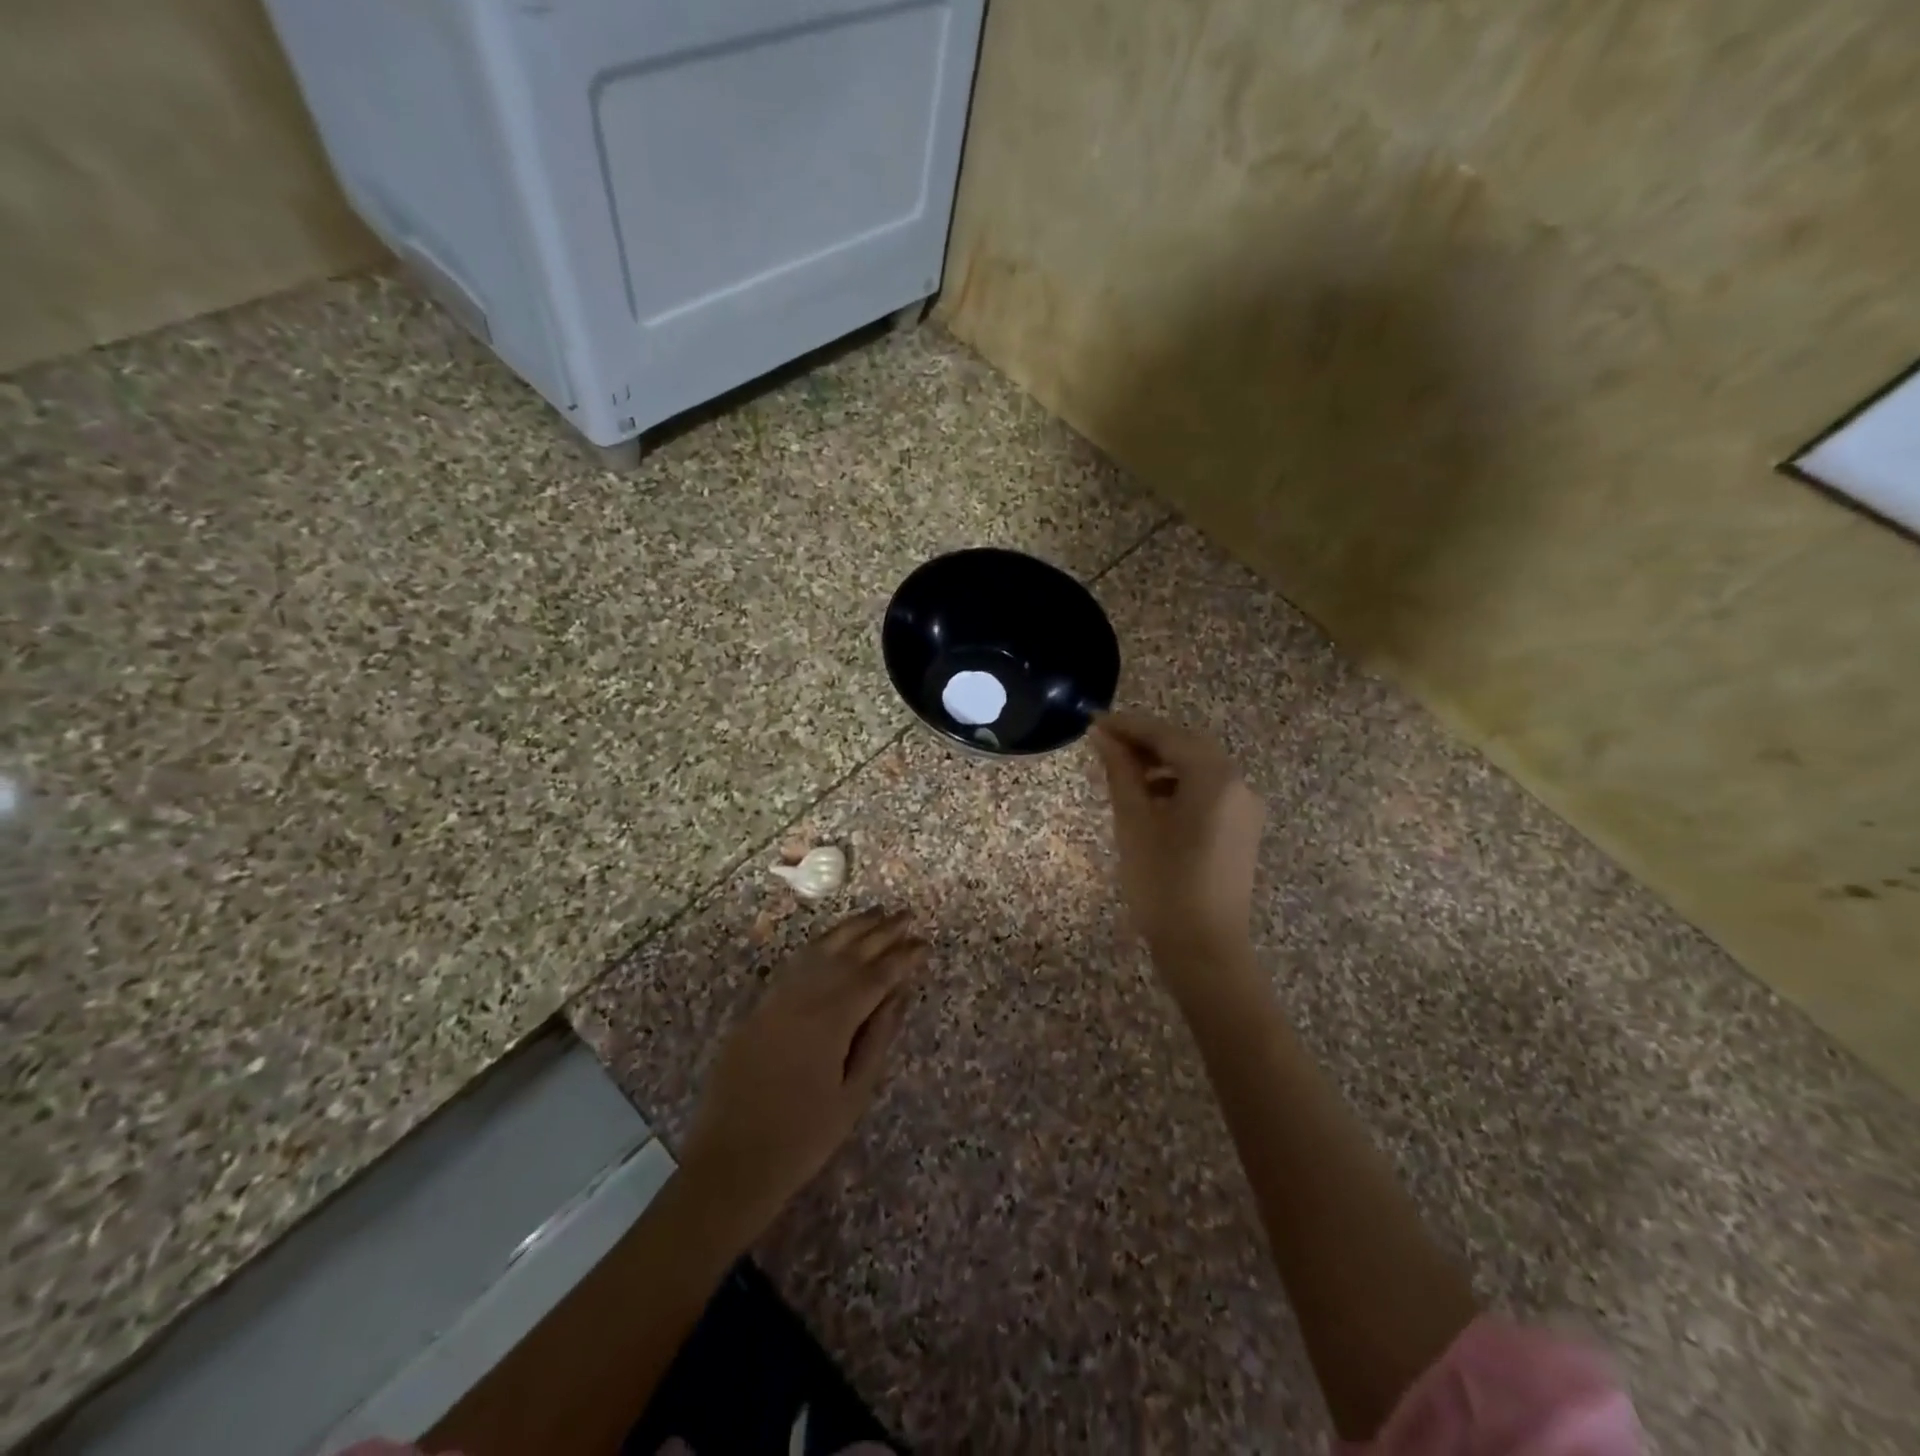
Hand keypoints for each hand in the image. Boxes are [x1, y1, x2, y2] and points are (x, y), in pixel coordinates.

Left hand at [677, 909, 926, 1241]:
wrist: (731, 1163)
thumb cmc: (803, 1138)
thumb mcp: (854, 1093)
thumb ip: (877, 1036)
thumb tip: (899, 993)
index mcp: (831, 1020)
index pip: (875, 976)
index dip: (903, 958)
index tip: (925, 943)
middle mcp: (803, 997)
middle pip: (848, 953)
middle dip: (880, 932)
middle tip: (907, 915)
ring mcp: (776, 999)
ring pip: (818, 950)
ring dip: (850, 929)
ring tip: (875, 914)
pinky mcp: (758, 1008)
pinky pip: (794, 964)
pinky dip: (818, 945)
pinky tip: (832, 940)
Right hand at [1088, 712, 1266, 964]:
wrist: (1205, 948)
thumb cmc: (1163, 883)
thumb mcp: (1134, 822)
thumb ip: (1120, 772)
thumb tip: (1103, 736)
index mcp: (1213, 777)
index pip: (1167, 735)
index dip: (1129, 726)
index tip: (1095, 721)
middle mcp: (1238, 783)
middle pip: (1187, 746)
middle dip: (1146, 741)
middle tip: (1106, 743)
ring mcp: (1245, 808)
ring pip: (1199, 768)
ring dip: (1162, 763)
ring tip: (1123, 773)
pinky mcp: (1242, 829)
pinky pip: (1209, 791)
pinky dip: (1179, 786)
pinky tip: (1152, 801)